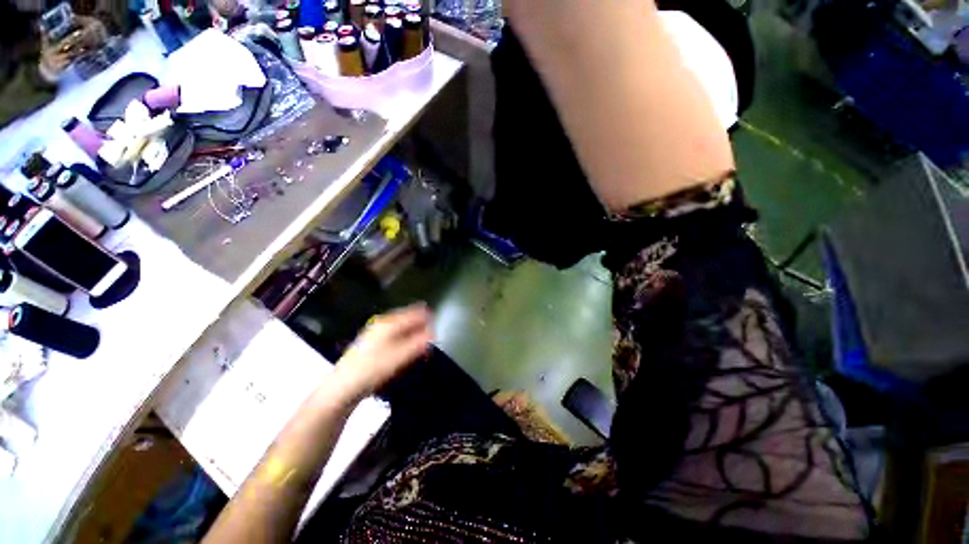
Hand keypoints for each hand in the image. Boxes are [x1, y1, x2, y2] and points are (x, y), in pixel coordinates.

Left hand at [333, 304, 432, 399]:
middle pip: (408, 318)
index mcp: (390, 322)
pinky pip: (394, 335)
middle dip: (421, 327)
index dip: (429, 319)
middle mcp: (383, 322)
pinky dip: (403, 340)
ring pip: (401, 327)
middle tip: (430, 340)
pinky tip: (404, 352)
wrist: (342, 387)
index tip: (438, 329)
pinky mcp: (372, 341)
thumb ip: (419, 343)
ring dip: (413, 335)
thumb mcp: (400, 356)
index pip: (416, 313)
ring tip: (419, 347)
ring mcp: (376, 331)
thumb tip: (434, 332)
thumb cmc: (373, 369)